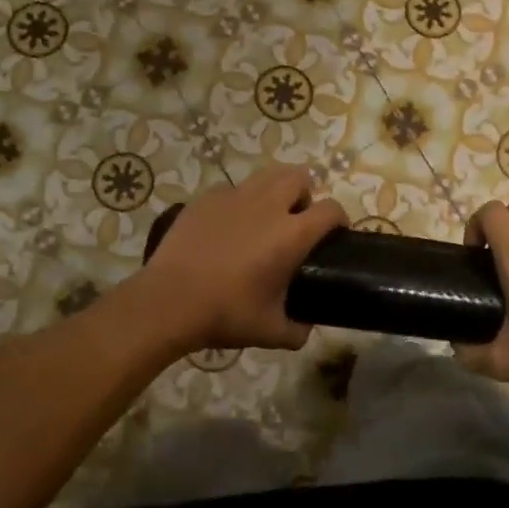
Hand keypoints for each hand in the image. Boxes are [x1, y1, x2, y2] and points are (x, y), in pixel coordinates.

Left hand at [142, 166, 347, 353]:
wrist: (168, 302)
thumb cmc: (226, 314)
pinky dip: (240, 202)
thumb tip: (305, 327)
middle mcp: (268, 206)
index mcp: (291, 235)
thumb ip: (298, 330)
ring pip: (267, 175)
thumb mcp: (271, 332)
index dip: (339, 219)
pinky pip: (233, 189)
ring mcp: (234, 197)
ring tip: (266, 217)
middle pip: (300, 176)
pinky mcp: (206, 198)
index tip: (335, 234)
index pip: (331, 210)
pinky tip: (229, 226)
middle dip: (306, 194)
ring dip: (276, 190)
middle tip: (297, 221)